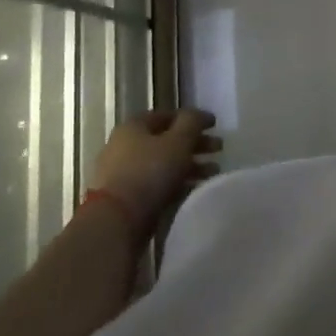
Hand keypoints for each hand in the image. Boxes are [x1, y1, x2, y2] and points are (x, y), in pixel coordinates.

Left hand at [89, 108, 220, 226]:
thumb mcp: (177, 141)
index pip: (166, 115)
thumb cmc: (149, 172)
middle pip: (166, 140)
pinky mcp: (127, 198)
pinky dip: (177, 184)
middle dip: (195, 144)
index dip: (192, 118)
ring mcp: (124, 174)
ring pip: (163, 164)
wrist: (116, 221)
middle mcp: (125, 146)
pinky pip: (157, 185)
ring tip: (214, 172)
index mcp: (134, 127)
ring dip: (190, 165)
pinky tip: (195, 189)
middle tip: (219, 148)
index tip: (214, 125)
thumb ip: (191, 123)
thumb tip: (200, 114)